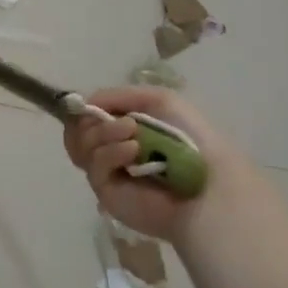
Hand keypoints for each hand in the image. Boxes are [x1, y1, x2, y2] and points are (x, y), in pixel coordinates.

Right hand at [64, 87, 247, 240]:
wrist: (210, 185)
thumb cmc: (190, 140)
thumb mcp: (159, 100)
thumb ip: (118, 95)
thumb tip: (85, 103)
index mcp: (123, 129)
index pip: (86, 117)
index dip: (85, 109)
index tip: (88, 104)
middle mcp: (111, 149)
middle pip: (77, 131)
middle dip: (93, 121)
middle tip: (122, 122)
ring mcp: (108, 172)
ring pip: (81, 145)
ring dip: (104, 133)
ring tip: (133, 133)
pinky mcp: (105, 193)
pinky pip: (94, 166)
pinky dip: (111, 153)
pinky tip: (133, 150)